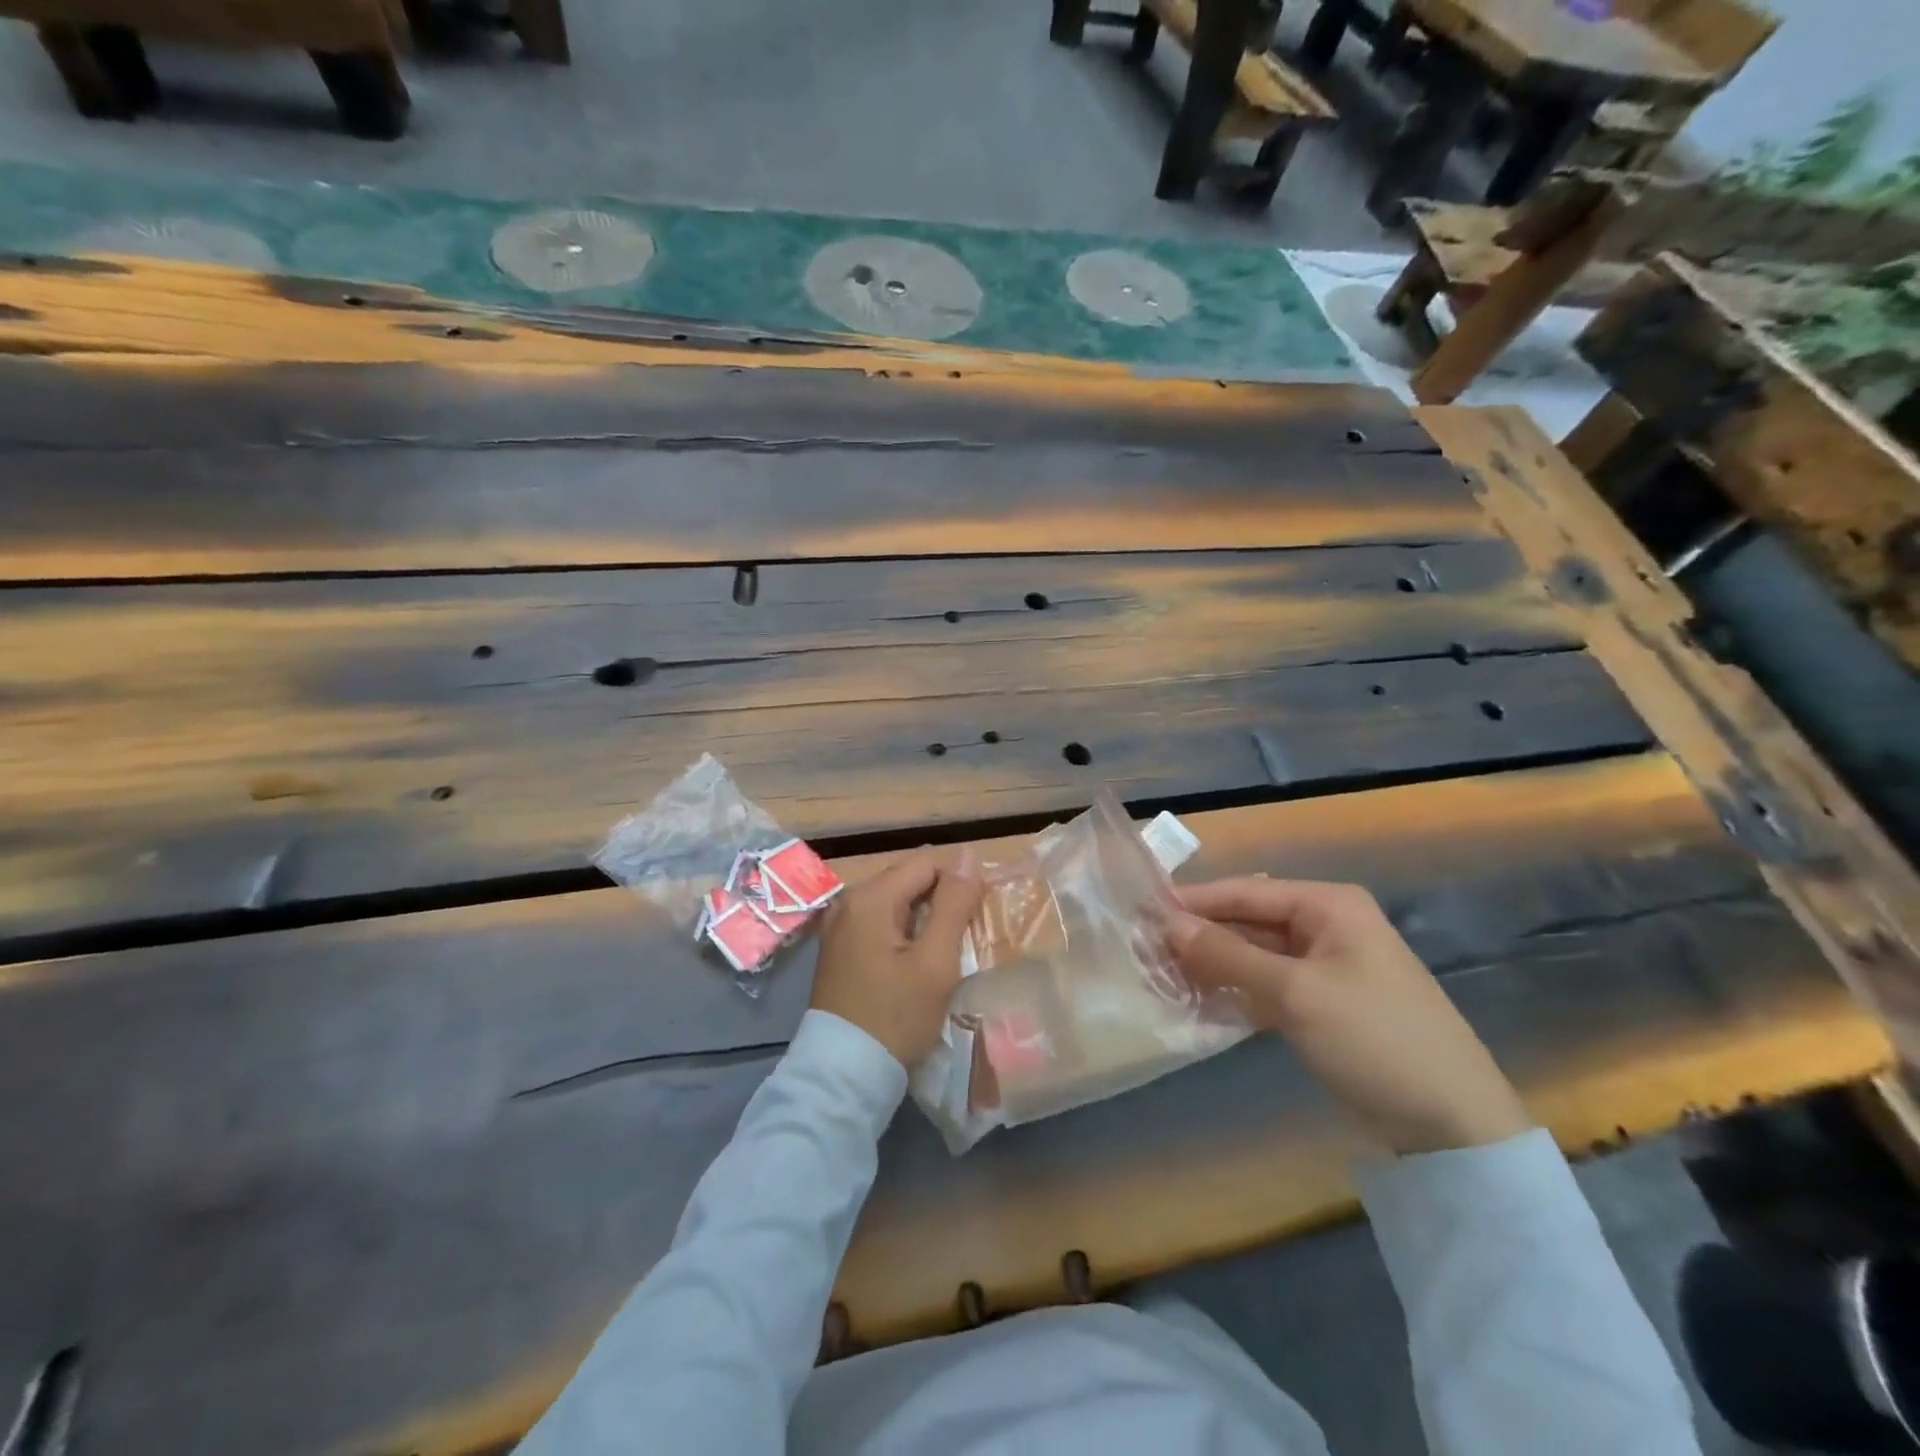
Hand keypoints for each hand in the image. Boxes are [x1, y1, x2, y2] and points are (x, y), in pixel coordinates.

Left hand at [809, 848, 982, 1068]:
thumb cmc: (895, 1017)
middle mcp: (848, 900)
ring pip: (896, 900)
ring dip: (924, 916)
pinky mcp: (838, 946)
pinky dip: (904, 931)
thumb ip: (954, 904)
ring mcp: (839, 923)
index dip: (959, 880)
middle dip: (941, 898)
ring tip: (945, 950)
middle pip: (909, 878)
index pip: (927, 861)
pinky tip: (917, 960)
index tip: (977, 916)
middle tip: (964, 936)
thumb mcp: (935, 962)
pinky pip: (880, 921)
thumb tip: (969, 856)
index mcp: (870, 896)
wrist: (843, 1075)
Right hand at [1166, 878, 1530, 1154]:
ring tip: (1161, 975)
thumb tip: (1167, 925)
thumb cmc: (1373, 1037)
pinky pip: (1268, 986)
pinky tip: (1199, 1003)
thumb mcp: (1294, 992)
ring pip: (1255, 955)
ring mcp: (1326, 967)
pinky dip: (1236, 992)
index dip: (1193, 901)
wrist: (1453, 1125)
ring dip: (1214, 965)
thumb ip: (1226, 954)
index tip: (1141, 911)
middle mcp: (1327, 926)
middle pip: (1248, 921)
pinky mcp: (1324, 1005)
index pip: (1245, 891)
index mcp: (1328, 905)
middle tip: (1145, 949)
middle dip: (1200, 935)